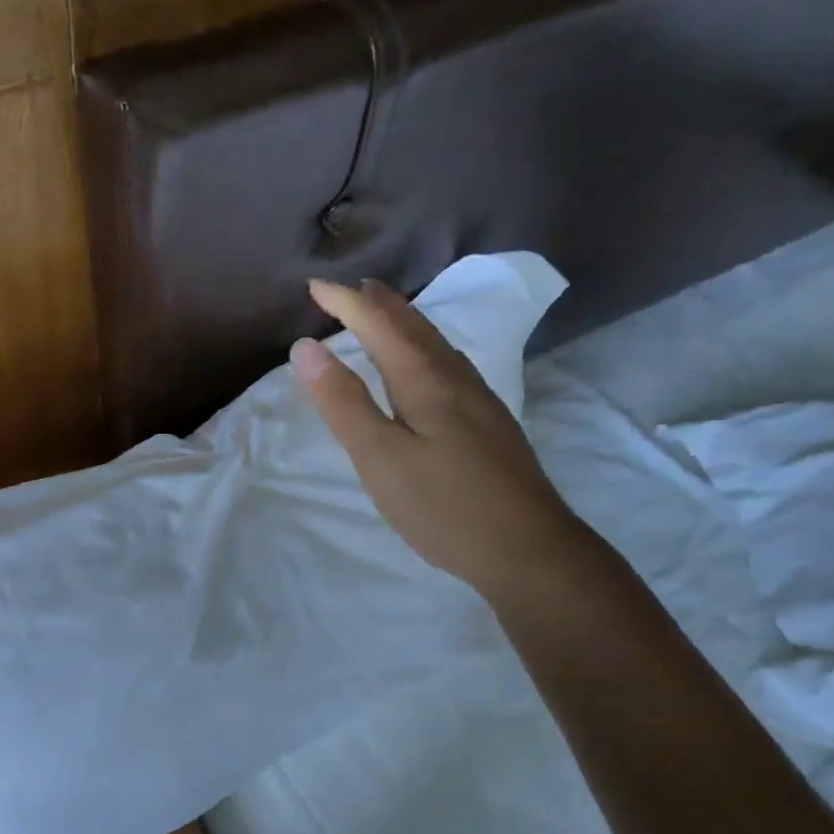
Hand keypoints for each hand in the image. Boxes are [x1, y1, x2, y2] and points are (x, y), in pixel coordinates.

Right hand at [290, 278, 582, 597]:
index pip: (379, 326)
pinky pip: (449, 364)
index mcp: (425, 380)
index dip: (345, 303)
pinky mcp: (489, 424)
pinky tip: (429, 367)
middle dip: (380, 303)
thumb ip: (343, 403)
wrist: (528, 548)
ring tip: (386, 314)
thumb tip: (306, 347)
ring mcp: (479, 400)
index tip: (314, 285)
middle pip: (414, 326)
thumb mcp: (380, 458)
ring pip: (436, 344)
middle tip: (352, 289)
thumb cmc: (443, 506)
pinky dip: (424, 348)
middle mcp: (455, 379)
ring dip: (405, 322)